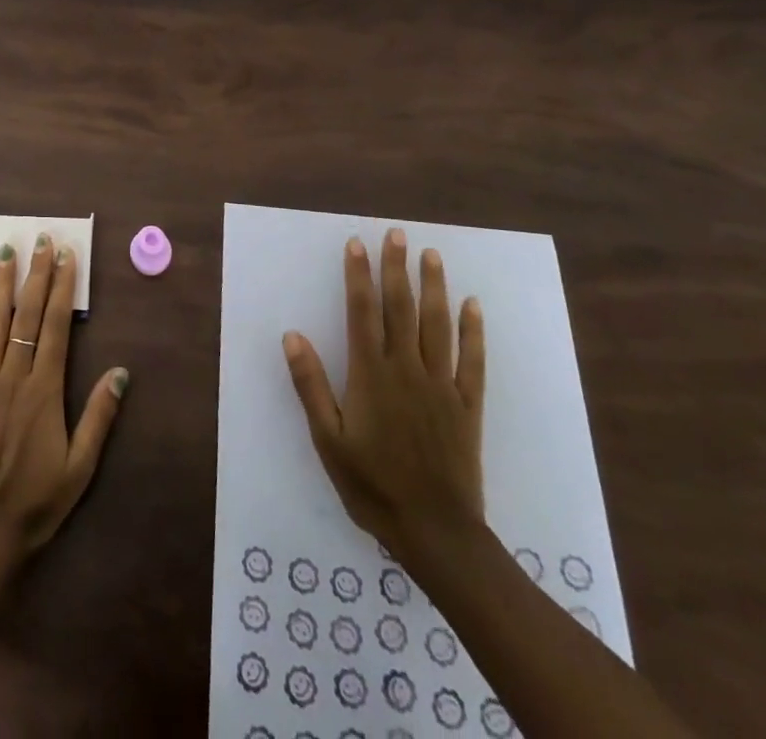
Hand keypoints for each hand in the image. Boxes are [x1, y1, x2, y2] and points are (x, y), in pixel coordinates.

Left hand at [0, 234, 128, 561]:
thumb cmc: (35, 503)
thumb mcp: (80, 468)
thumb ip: (99, 417)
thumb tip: (121, 371)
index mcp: (44, 390)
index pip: (54, 326)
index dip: (61, 288)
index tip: (66, 256)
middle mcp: (12, 377)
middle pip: (26, 315)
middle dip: (35, 274)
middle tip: (41, 239)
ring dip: (2, 286)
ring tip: (6, 252)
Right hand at [283, 228, 485, 570]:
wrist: (435, 532)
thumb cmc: (372, 485)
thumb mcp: (328, 439)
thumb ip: (311, 384)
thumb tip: (292, 334)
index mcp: (371, 374)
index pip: (363, 312)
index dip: (358, 275)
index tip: (356, 244)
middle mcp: (407, 369)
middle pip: (401, 308)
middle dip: (396, 268)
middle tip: (397, 234)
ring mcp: (441, 385)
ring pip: (437, 325)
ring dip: (434, 287)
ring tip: (431, 254)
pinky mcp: (468, 405)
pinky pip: (472, 360)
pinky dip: (473, 331)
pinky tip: (472, 305)